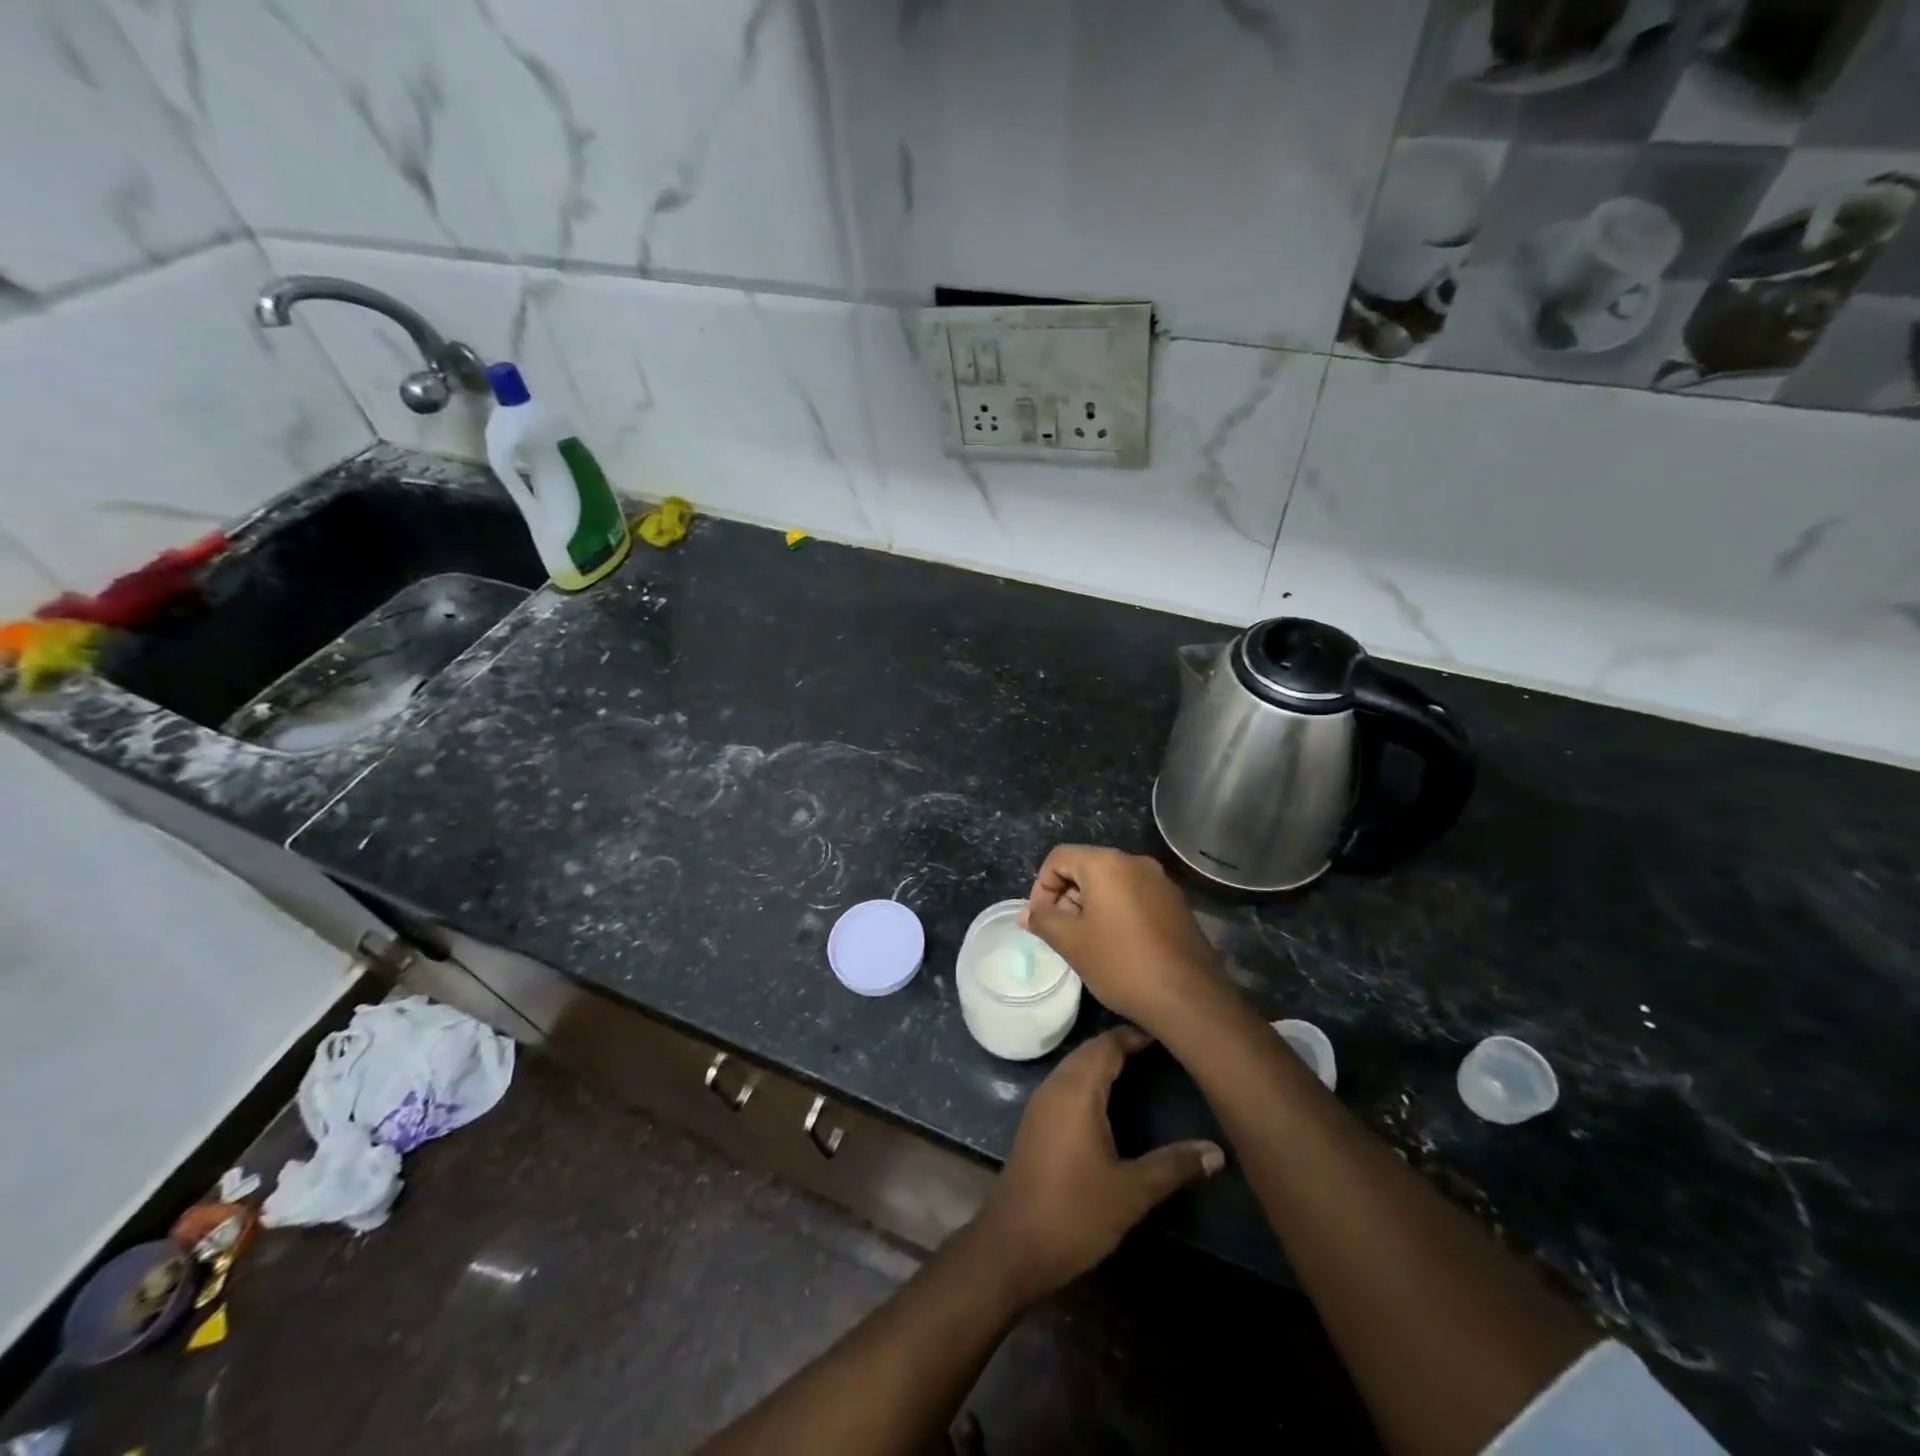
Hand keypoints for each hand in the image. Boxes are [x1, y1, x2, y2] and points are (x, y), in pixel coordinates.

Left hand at [976, 1026, 1223, 1306]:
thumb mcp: (1131, 1191)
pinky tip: (1108, 1101)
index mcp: (1077, 1090)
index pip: (1106, 1045)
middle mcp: (1055, 1086)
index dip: (1134, 1036)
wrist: (1012, 1245)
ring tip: (1139, 1069)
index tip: (1166, 1036)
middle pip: (1089, 1051)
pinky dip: (1088, 1081)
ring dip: (1103, 1063)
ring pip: (1075, 1067)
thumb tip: (1217, 1152)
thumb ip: (1173, 1166)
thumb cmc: (1074, 1212)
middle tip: (1159, 1051)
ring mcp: (1041, 1104)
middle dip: (1121, 1046)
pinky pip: (1065, 1085)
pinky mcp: (1035, 1123)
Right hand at [1021, 845, 1222, 1031]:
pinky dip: (1116, 912)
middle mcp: (1136, 862)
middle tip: (1062, 934)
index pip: (1059, 857)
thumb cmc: (1121, 964)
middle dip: (1066, 896)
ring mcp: (1160, 882)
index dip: (1041, 886)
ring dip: (1090, 905)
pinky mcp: (1176, 903)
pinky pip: (1134, 896)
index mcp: (1107, 863)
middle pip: (1086, 867)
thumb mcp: (1071, 942)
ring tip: (1087, 943)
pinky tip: (1117, 946)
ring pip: (1111, 883)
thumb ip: (1044, 920)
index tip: (1042, 920)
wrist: (1190, 999)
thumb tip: (1027, 913)